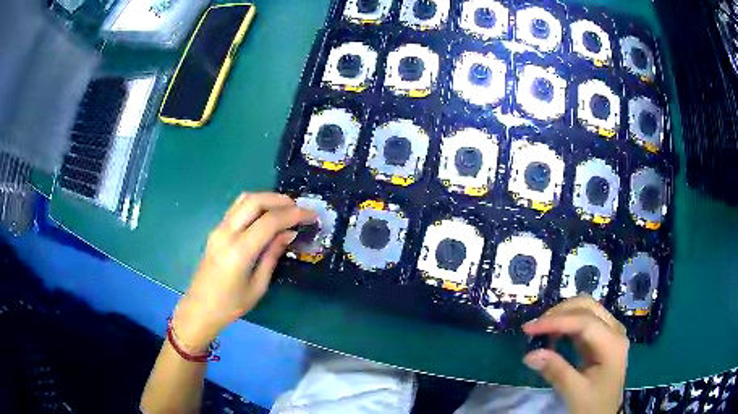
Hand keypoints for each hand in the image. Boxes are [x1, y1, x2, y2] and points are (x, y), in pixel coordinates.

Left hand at [173, 192, 316, 351]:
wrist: (200, 307)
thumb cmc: (231, 305)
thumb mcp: (258, 286)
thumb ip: (272, 255)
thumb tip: (289, 233)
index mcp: (239, 251)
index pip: (269, 221)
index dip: (293, 214)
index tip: (312, 215)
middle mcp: (226, 233)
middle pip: (255, 201)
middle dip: (280, 200)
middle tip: (299, 208)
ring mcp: (218, 228)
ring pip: (244, 199)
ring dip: (267, 198)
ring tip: (286, 208)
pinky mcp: (216, 230)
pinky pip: (237, 208)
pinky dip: (255, 204)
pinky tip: (267, 214)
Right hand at [522, 295, 629, 413]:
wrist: (605, 413)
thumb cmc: (593, 404)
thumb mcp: (575, 392)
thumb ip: (555, 371)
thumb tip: (529, 354)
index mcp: (612, 343)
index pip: (584, 322)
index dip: (556, 322)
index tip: (528, 329)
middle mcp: (615, 330)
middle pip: (588, 306)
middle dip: (560, 312)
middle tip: (535, 327)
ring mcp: (610, 332)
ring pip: (586, 309)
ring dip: (563, 315)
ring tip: (541, 329)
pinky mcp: (603, 337)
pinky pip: (585, 321)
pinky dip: (567, 323)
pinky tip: (554, 334)